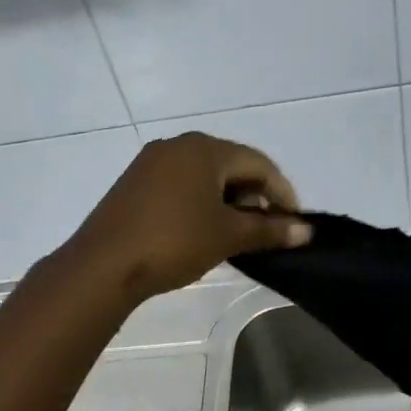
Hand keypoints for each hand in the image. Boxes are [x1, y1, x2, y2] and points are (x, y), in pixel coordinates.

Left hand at [67, 133, 313, 302]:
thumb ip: (269, 230)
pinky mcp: (134, 184)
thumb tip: (305, 231)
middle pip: (231, 166)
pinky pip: (181, 186)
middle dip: (254, 197)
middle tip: (264, 231)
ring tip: (236, 235)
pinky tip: (203, 232)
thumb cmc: (174, 242)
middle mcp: (178, 146)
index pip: (259, 163)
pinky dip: (201, 204)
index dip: (283, 193)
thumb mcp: (228, 237)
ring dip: (228, 203)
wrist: (105, 264)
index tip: (294, 223)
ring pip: (204, 177)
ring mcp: (151, 163)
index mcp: (205, 149)